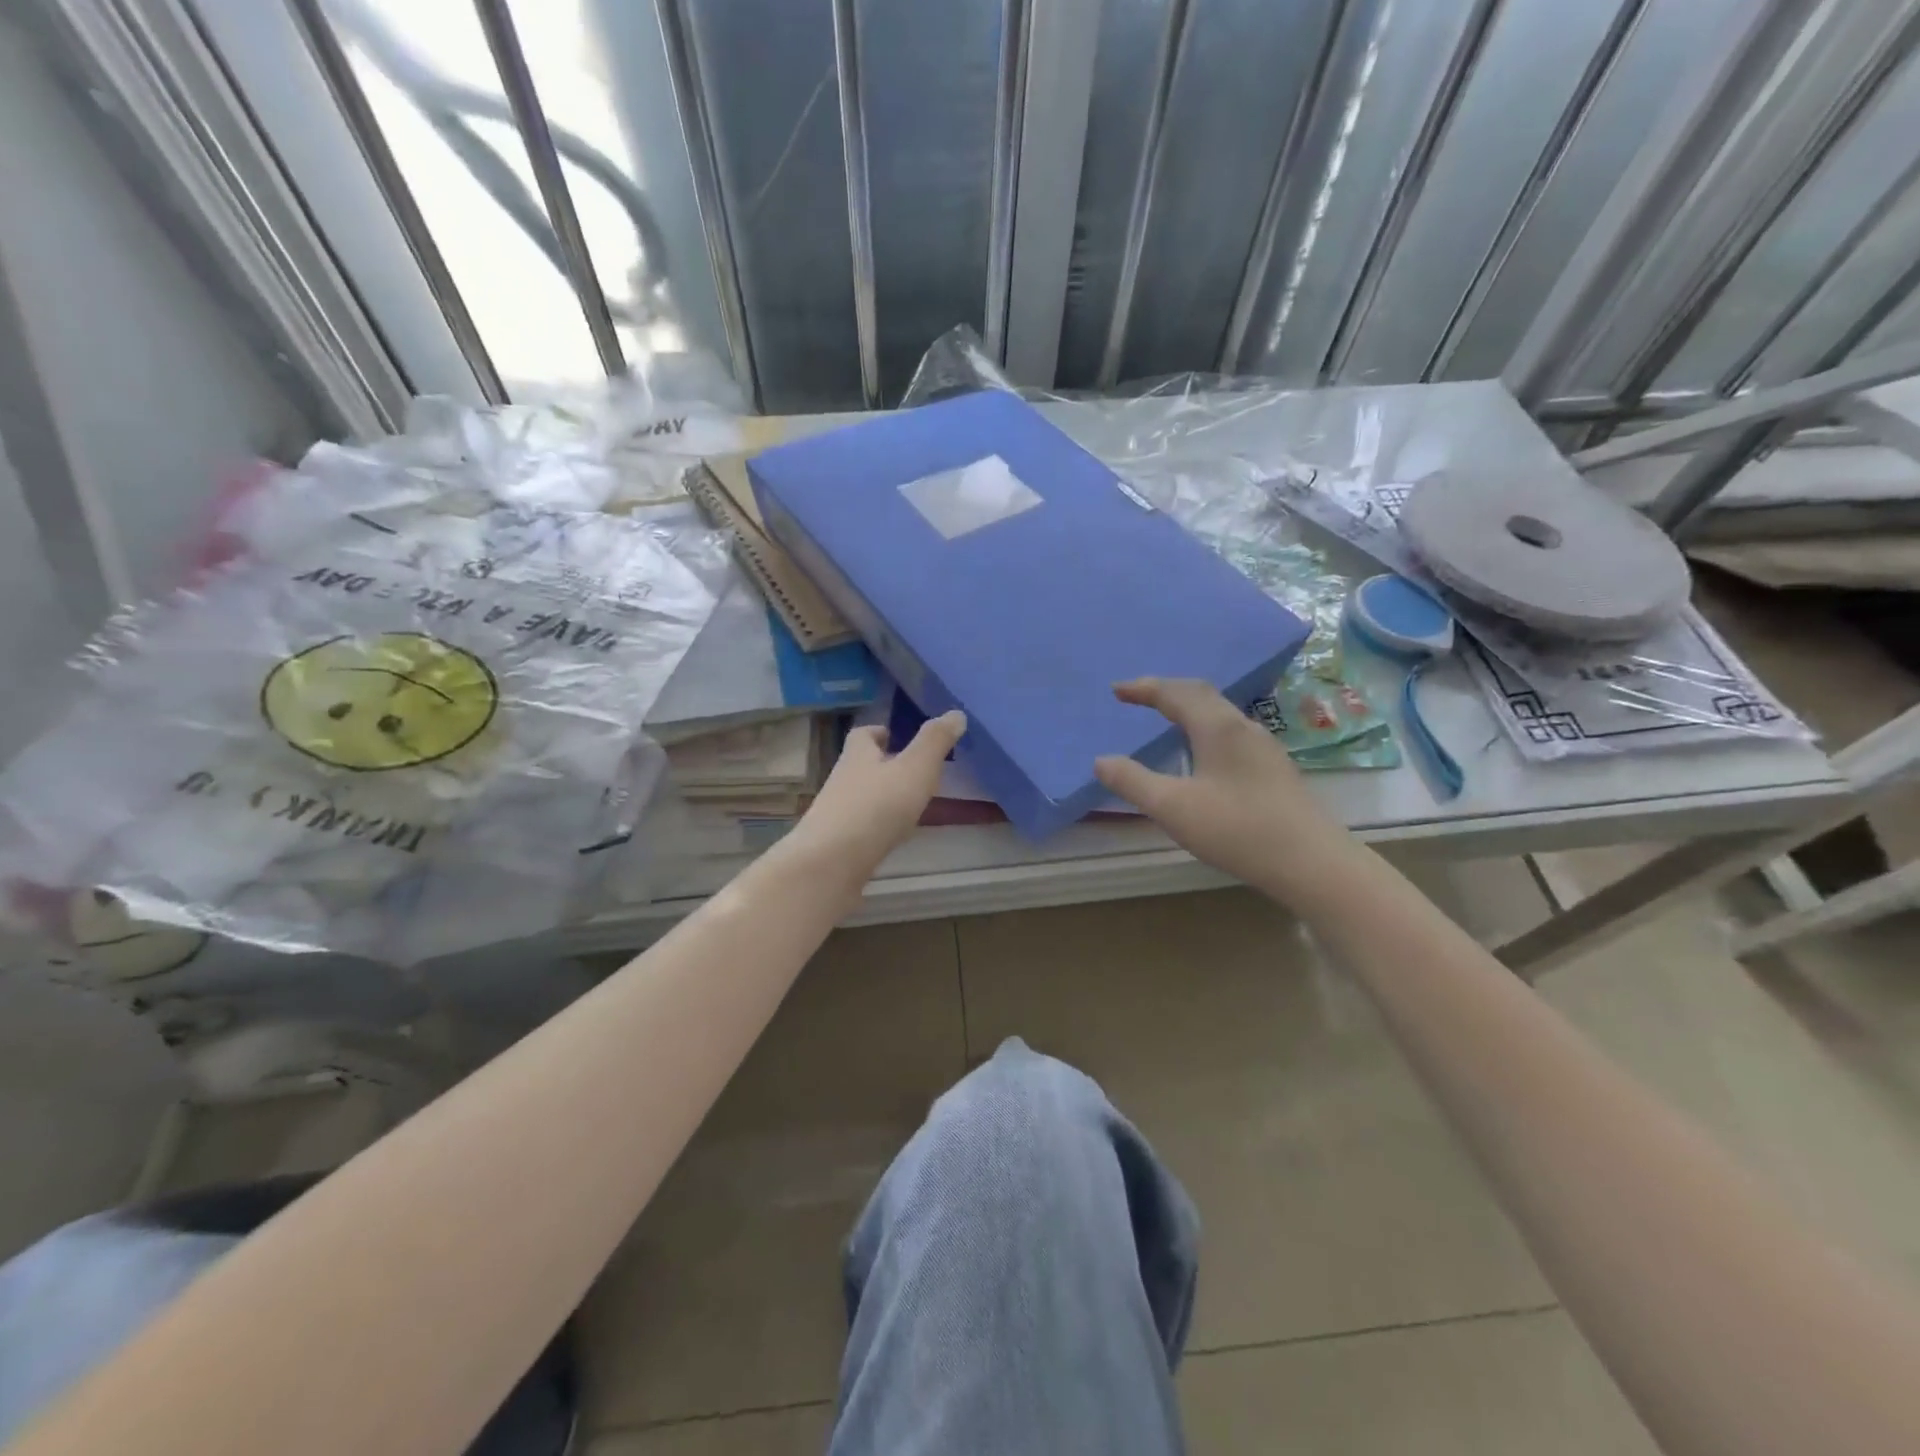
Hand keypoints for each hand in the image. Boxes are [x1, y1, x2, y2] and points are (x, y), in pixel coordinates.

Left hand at [789, 711, 966, 876]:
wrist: (830, 864)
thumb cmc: (875, 807)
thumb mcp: (914, 769)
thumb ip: (935, 742)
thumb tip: (955, 713)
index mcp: (858, 756)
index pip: (864, 735)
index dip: (879, 733)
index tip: (895, 735)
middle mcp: (843, 780)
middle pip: (861, 766)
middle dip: (883, 765)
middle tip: (912, 771)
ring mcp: (836, 814)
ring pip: (861, 797)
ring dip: (881, 797)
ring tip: (910, 805)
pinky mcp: (837, 845)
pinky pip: (860, 828)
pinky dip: (877, 827)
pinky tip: (894, 837)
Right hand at [1095, 679, 1352, 900]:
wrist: (1312, 863)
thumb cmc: (1237, 830)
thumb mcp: (1173, 808)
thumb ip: (1133, 782)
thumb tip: (1101, 761)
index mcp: (1217, 727)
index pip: (1175, 693)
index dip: (1143, 689)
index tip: (1116, 690)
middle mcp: (1243, 727)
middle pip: (1201, 694)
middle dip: (1166, 691)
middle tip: (1137, 697)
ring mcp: (1264, 747)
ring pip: (1220, 712)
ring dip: (1188, 707)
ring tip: (1165, 719)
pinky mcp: (1274, 768)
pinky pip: (1231, 731)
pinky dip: (1204, 726)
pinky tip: (1202, 753)